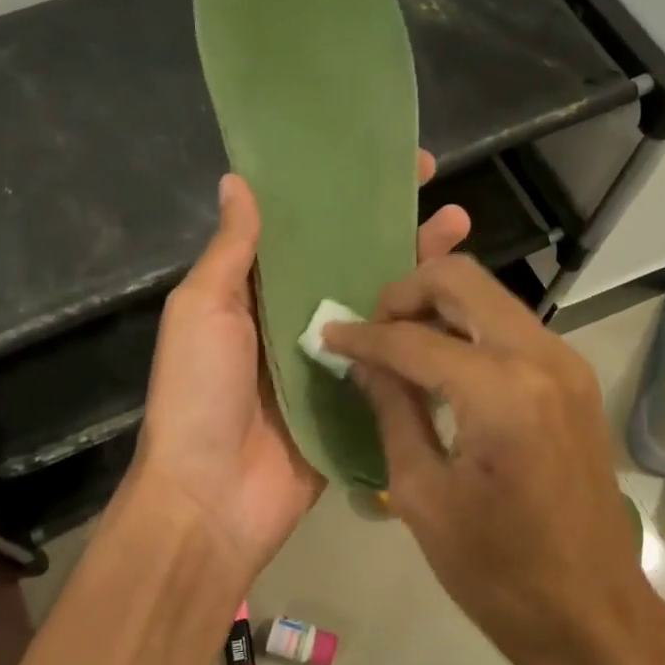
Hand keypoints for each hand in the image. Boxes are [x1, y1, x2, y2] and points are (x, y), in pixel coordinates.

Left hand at [131, 152, 469, 584]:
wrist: (212, 498)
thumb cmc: (200, 394)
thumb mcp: (203, 310)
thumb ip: (231, 251)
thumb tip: (239, 180)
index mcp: (255, 293)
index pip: (306, 231)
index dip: (342, 197)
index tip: (386, 165)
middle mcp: (295, 321)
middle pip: (352, 265)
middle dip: (396, 231)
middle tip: (446, 202)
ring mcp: (330, 364)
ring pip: (380, 309)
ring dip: (418, 276)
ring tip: (464, 238)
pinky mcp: (355, 403)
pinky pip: (391, 363)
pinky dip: (421, 338)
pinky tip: (460, 311)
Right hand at [321, 256, 655, 664]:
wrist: (592, 612)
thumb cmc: (497, 571)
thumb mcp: (423, 495)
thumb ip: (392, 412)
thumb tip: (365, 363)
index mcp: (500, 392)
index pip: (413, 338)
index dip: (363, 336)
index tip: (328, 337)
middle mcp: (541, 358)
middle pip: (462, 280)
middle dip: (406, 293)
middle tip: (373, 332)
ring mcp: (567, 364)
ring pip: (490, 297)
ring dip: (439, 308)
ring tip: (400, 349)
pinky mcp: (575, 380)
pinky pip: (511, 328)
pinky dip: (469, 331)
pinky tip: (442, 368)